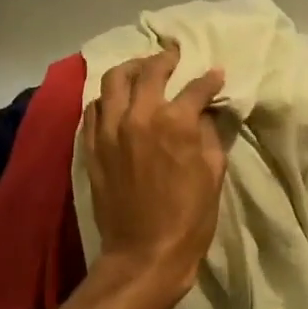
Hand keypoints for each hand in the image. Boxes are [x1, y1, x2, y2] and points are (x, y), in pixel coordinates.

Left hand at [82, 44, 226, 305]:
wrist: (144, 253)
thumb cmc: (189, 217)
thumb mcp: (213, 173)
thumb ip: (208, 134)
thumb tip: (203, 113)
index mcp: (175, 122)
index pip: (196, 87)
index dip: (209, 79)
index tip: (215, 74)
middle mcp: (139, 116)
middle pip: (149, 71)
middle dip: (165, 59)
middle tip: (173, 55)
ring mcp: (109, 130)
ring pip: (113, 81)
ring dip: (130, 69)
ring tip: (140, 70)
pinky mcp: (92, 146)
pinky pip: (93, 109)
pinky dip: (106, 98)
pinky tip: (116, 101)